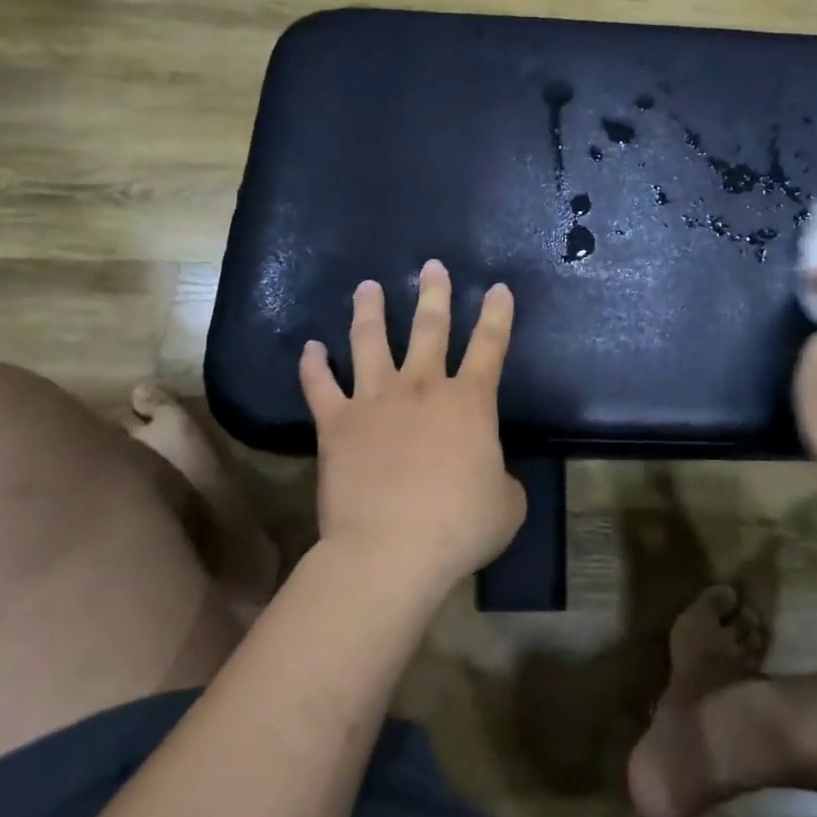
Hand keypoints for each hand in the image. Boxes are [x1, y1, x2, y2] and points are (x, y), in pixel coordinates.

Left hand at [300, 259, 524, 595]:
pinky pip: (320, 387)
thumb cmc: (460, 526)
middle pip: (429, 329)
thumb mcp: (507, 505)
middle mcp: (422, 388)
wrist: (391, 549)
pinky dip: (313, 366)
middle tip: (432, 266)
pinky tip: (309, 347)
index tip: (497, 288)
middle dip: (434, 295)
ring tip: (367, 287)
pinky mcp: (337, 424)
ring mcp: (375, 401)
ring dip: (369, 312)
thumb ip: (502, 480)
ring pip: (370, 343)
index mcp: (470, 402)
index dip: (497, 315)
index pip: (490, 346)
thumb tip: (490, 475)